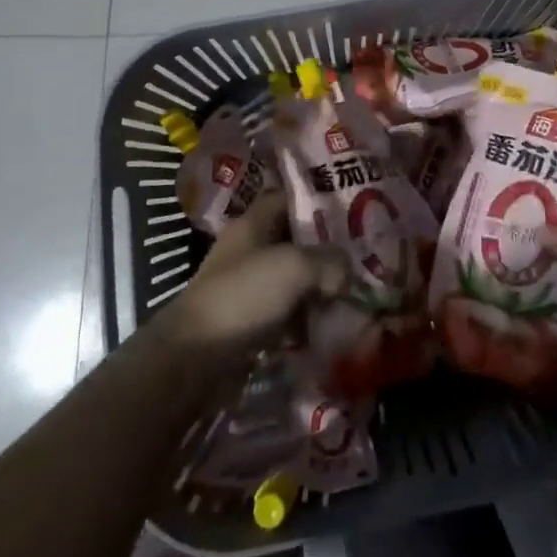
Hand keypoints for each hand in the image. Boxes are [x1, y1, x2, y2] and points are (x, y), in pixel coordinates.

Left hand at [155, 188, 345, 363]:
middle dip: (326, 248)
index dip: (316, 199)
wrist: (195, 359)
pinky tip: (332, 322)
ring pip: (293, 278)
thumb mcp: (294, 267)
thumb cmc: (243, 296)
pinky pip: (287, 312)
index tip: (350, 207)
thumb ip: (329, 261)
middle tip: (360, 253)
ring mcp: (249, 287)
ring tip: (353, 289)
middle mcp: (249, 250)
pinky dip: (307, 317)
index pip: (288, 198)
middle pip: (294, 240)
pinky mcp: (251, 322)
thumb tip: (346, 272)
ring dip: (320, 285)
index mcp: (253, 223)